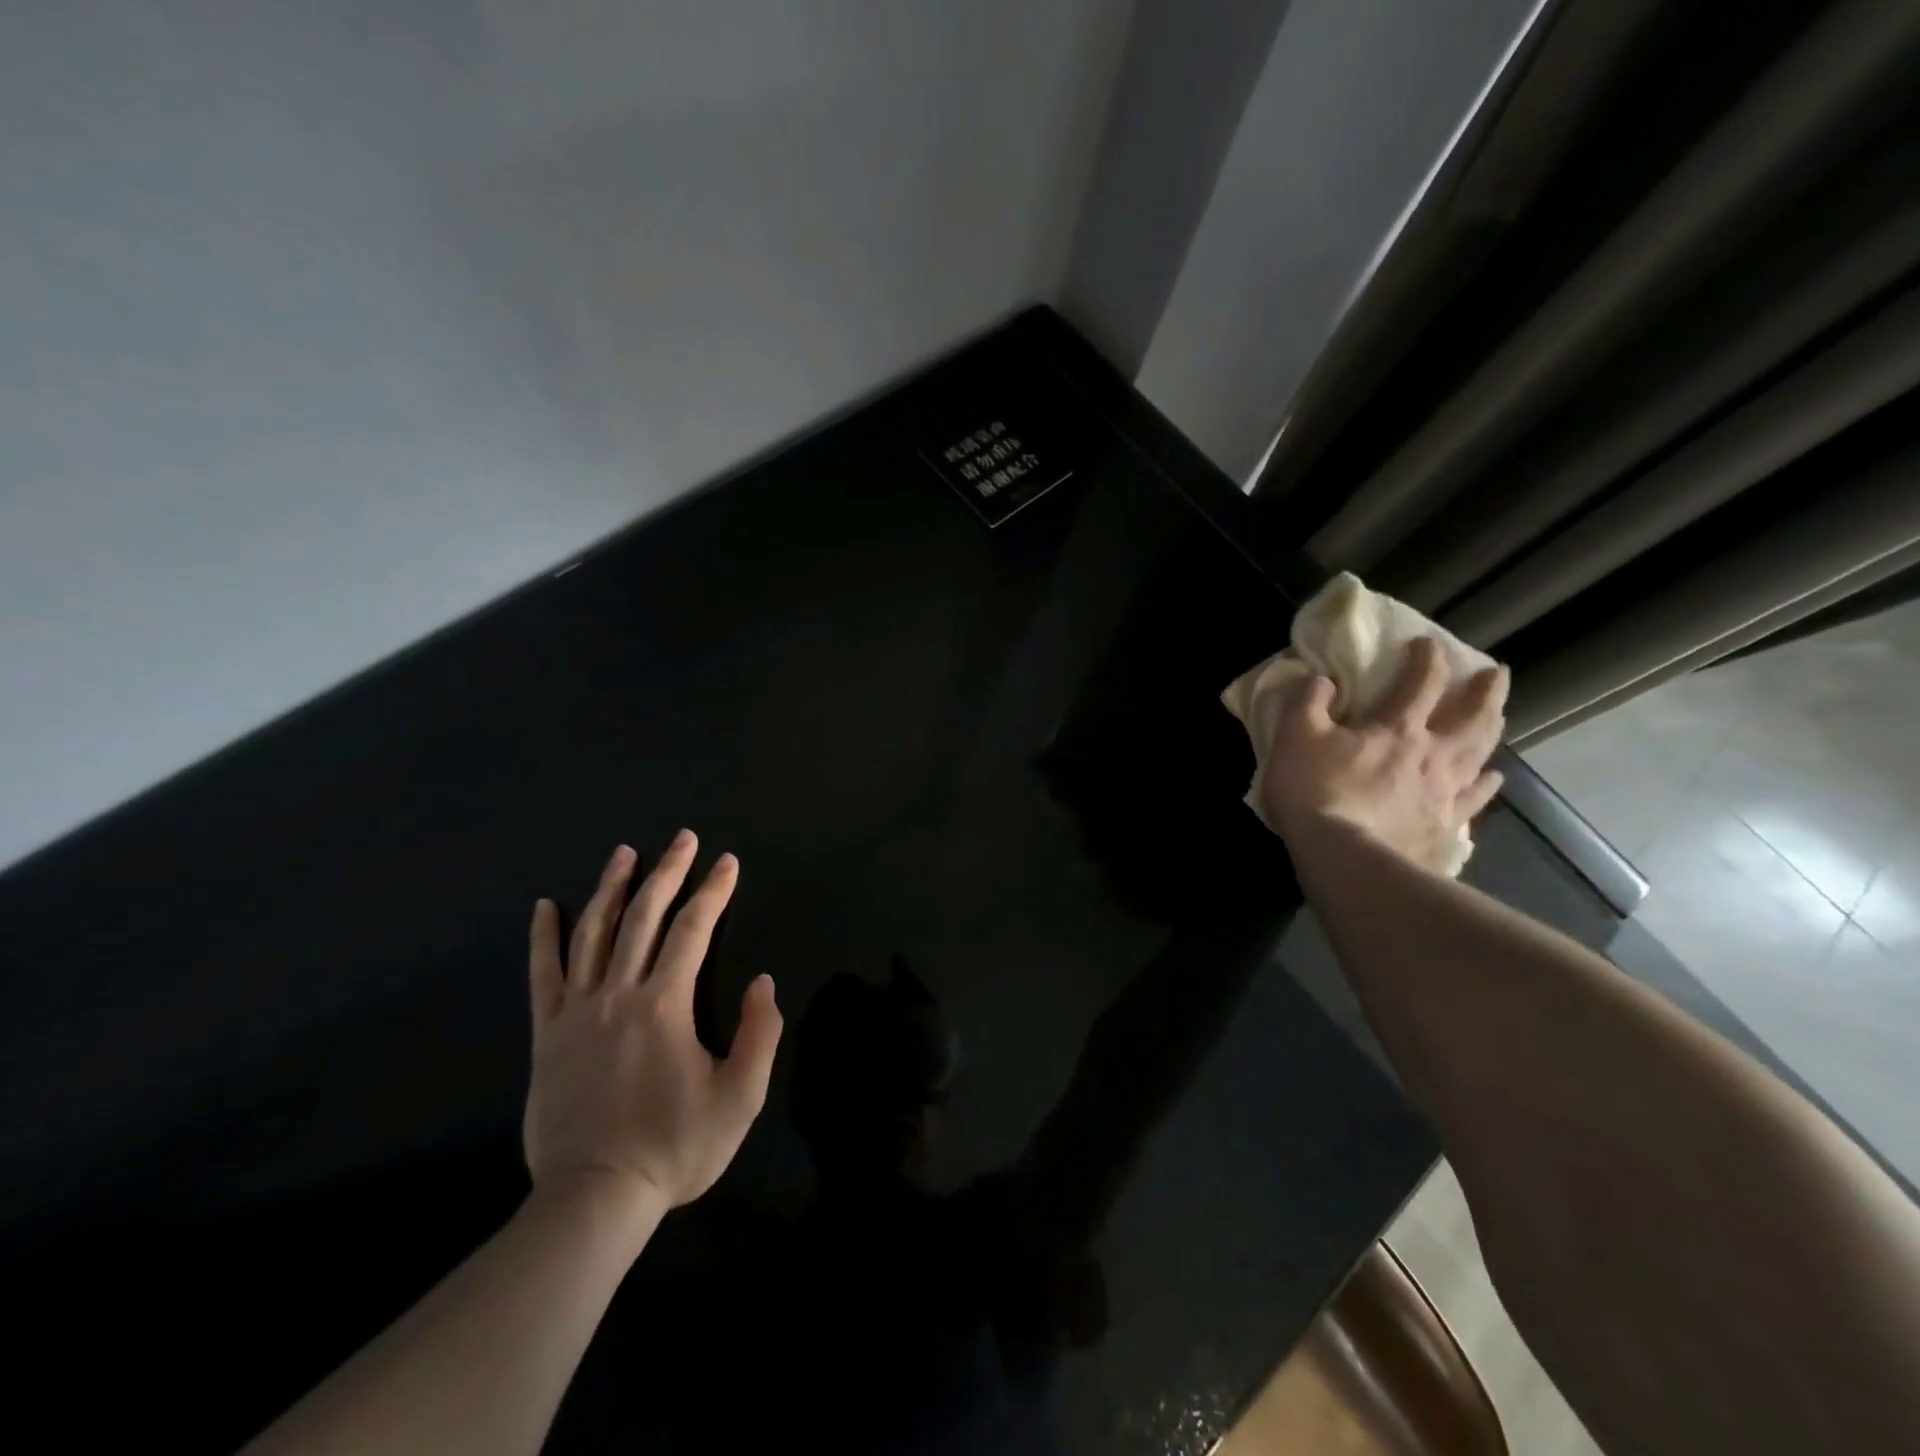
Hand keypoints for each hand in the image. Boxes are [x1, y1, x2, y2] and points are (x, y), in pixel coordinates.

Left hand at [523, 832, 781, 1212]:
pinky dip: (544, 937)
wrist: (596, 1198)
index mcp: (666, 1003)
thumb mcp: (740, 1097)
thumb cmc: (675, 1147)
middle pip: (643, 917)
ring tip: (624, 853)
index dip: (714, 891)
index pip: (693, 930)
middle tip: (683, 839)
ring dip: (611, 888)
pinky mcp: (548, 1035)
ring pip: (593, 934)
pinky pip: (543, 975)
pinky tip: (545, 907)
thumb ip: (760, 1033)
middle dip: (668, 872)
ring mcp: (577, 1012)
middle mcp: (619, 993)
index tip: (727, 862)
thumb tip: (763, 982)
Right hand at [1261, 637, 1508, 871]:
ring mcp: (1445, 793)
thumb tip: (1322, 679)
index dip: (1427, 658)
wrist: (1345, 858)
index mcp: (1397, 729)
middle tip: (1497, 673)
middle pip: (1471, 716)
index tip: (1429, 643)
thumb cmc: (1317, 792)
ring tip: (1499, 719)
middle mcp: (1433, 755)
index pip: (1421, 682)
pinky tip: (1491, 779)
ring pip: (1480, 753)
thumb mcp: (1295, 737)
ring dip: (1492, 731)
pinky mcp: (1446, 827)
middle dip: (1485, 691)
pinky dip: (1486, 785)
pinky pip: (1474, 800)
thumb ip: (1308, 702)